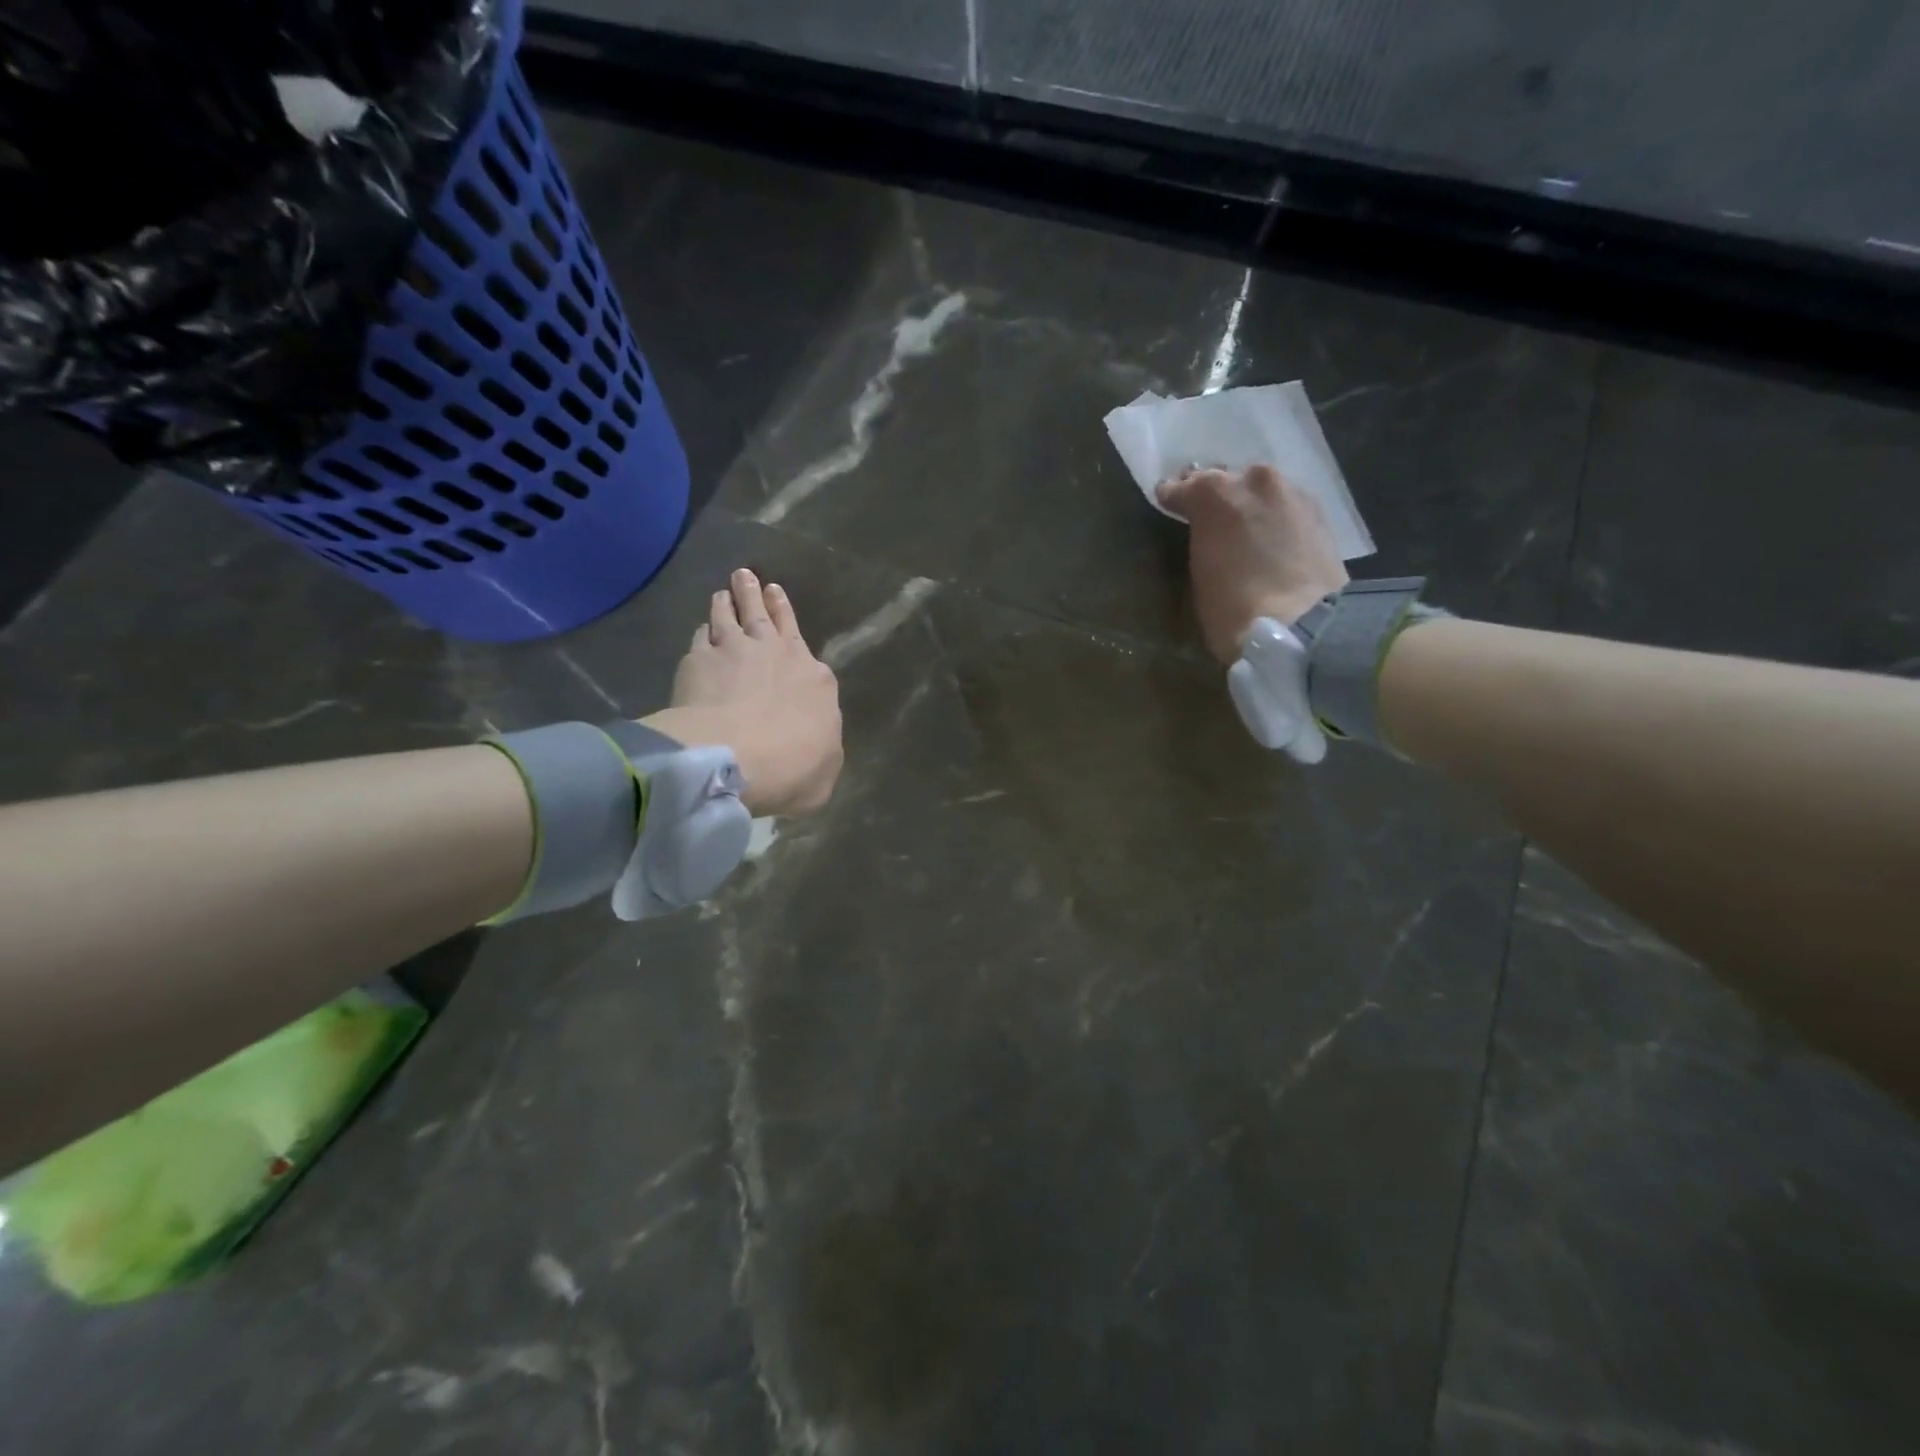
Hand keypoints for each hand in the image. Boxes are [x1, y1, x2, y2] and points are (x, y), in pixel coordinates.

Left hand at [642, 569, 843, 815]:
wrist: (734, 757)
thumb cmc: (792, 768)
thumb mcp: (825, 771)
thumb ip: (822, 751)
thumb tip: (816, 749)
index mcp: (815, 678)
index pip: (801, 639)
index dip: (788, 616)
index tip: (779, 600)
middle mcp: (777, 653)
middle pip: (765, 615)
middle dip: (758, 595)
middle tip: (749, 577)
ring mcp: (735, 651)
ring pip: (730, 615)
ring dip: (728, 601)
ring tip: (724, 591)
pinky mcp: (697, 661)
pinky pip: (701, 636)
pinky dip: (702, 630)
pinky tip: (700, 629)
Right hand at [1157, 465, 1348, 663]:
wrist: (1302, 625)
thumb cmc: (1232, 605)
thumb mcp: (1200, 570)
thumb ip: (1201, 538)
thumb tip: (1209, 533)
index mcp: (1213, 492)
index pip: (1182, 487)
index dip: (1173, 497)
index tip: (1167, 503)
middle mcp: (1253, 480)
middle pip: (1227, 480)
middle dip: (1216, 496)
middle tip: (1209, 516)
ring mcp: (1290, 492)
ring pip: (1261, 491)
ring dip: (1250, 504)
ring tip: (1244, 526)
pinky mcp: (1319, 512)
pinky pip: (1285, 506)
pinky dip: (1275, 517)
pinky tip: (1271, 535)